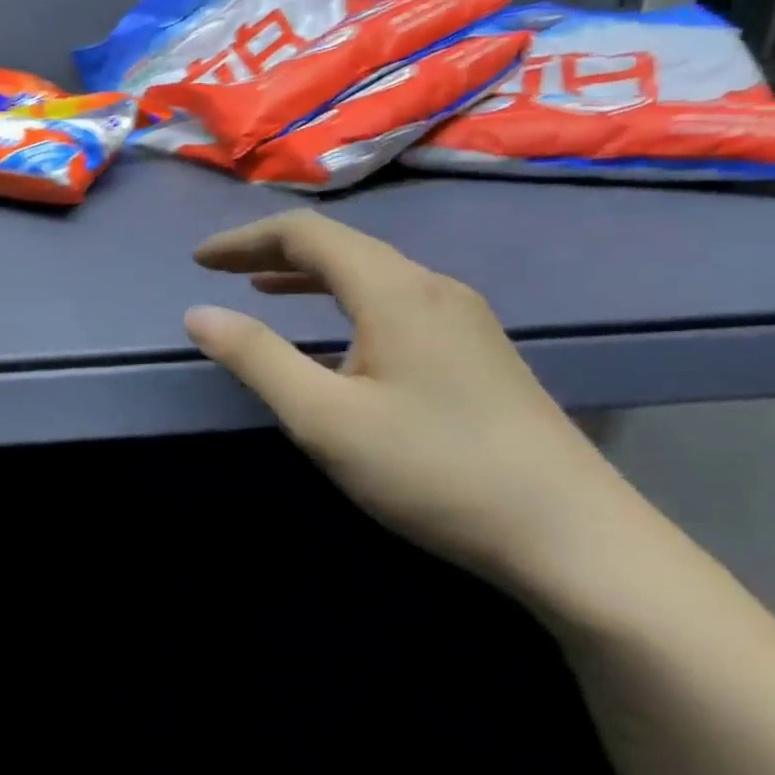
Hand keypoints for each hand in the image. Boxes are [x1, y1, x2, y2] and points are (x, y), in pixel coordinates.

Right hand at [183, 210, 647, 592]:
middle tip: (219, 270)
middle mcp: (432, 288)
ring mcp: (462, 319)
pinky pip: (393, 301)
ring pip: (369, 273)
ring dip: (307, 275)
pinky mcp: (476, 352)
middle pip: (340, 246)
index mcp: (395, 290)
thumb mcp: (323, 418)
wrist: (576, 540)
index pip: (305, 234)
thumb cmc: (434, 470)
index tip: (198, 261)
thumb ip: (255, 358)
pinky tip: (332, 334)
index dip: (244, 240)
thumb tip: (198, 313)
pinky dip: (342, 300)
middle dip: (270, 251)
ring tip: (261, 288)